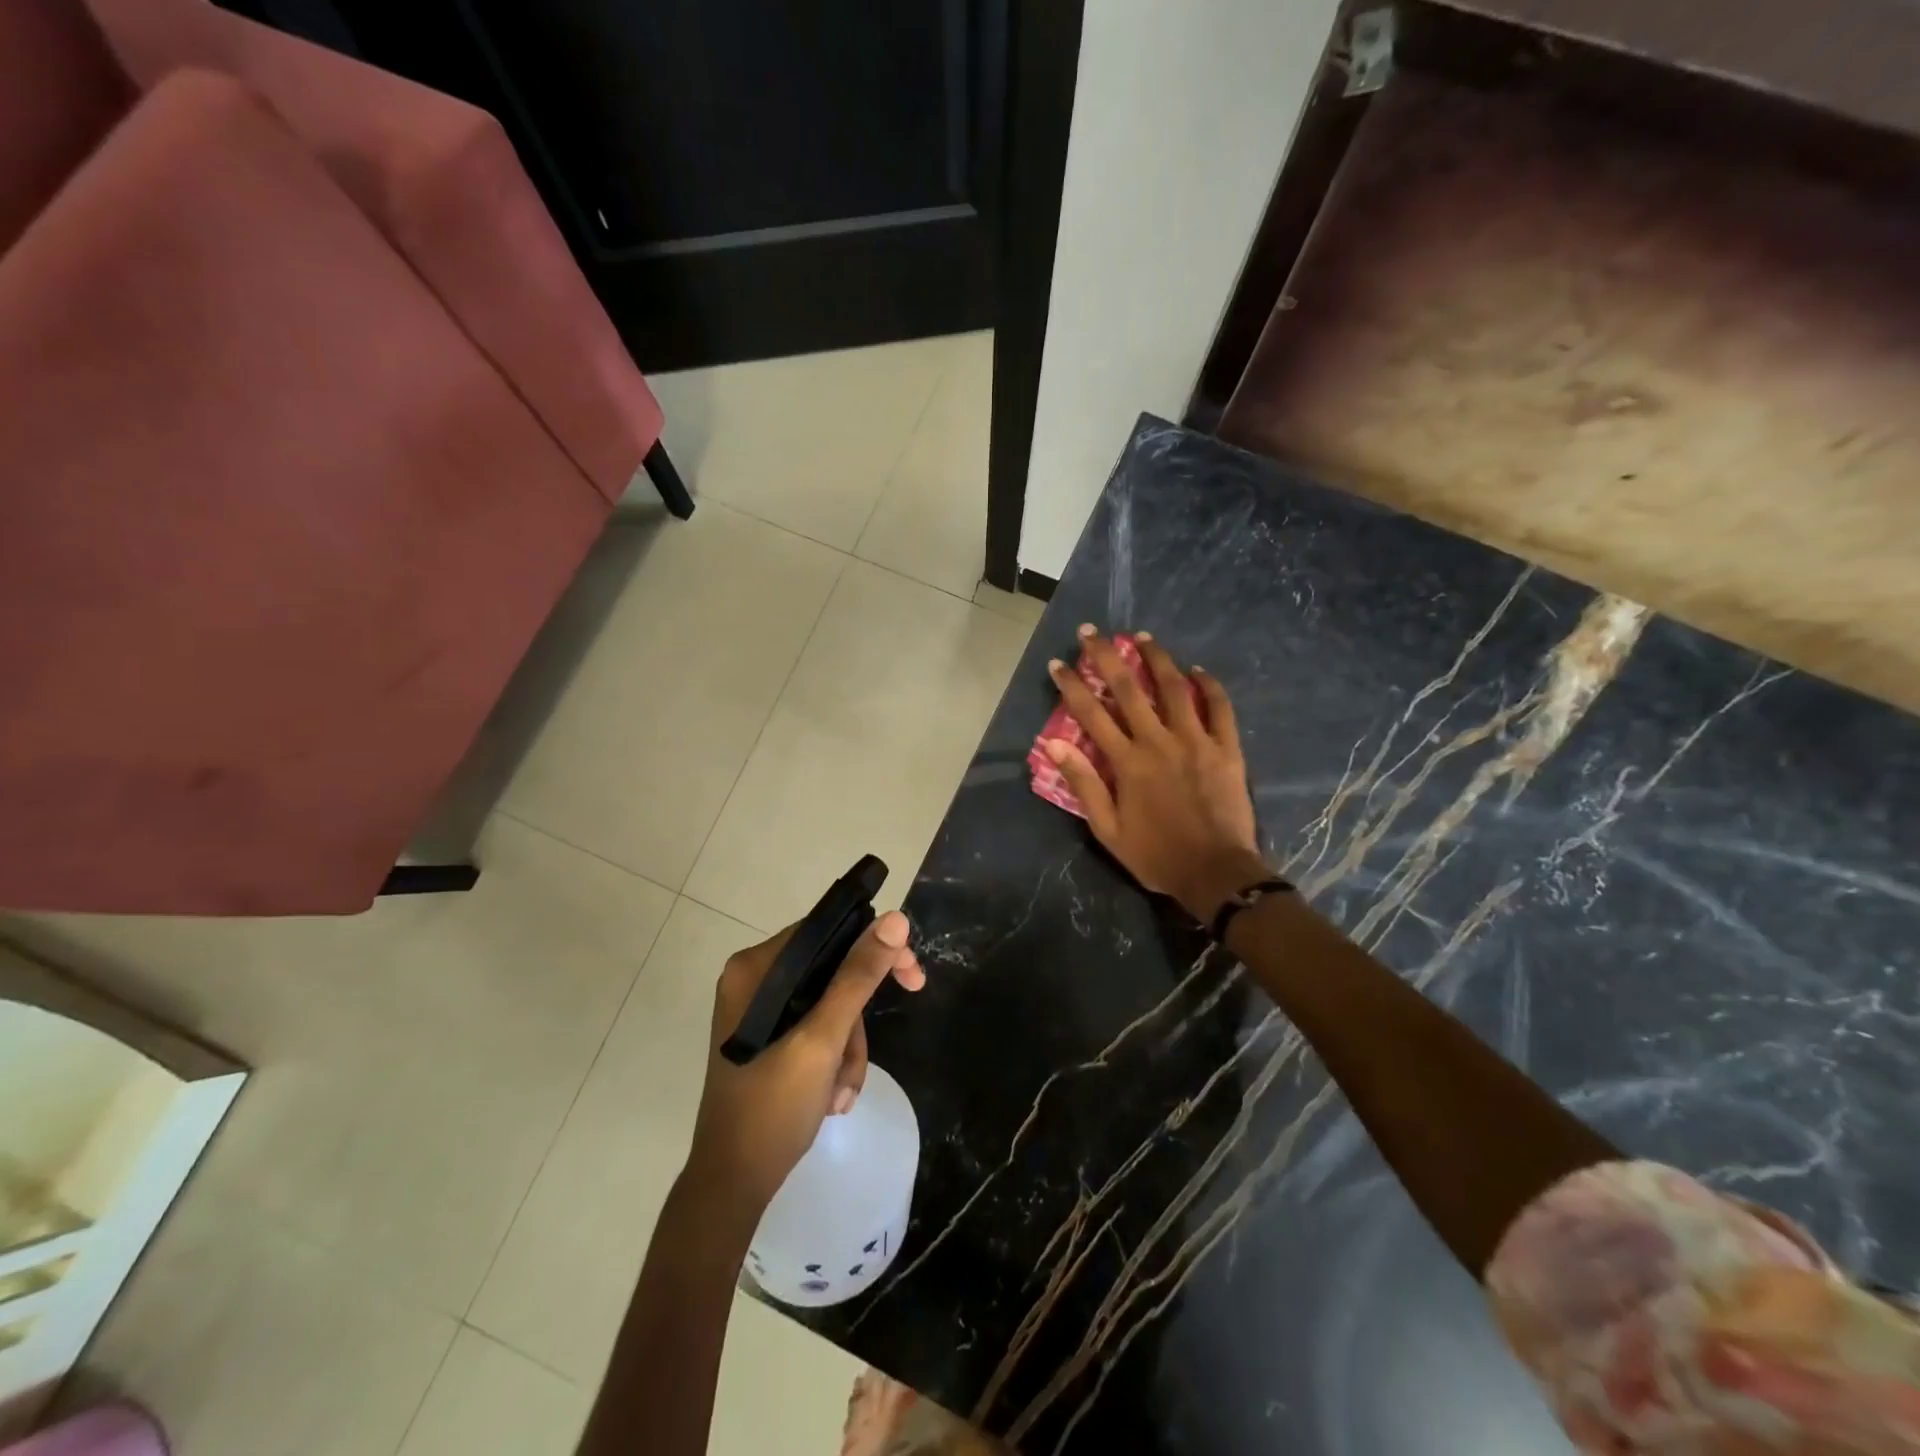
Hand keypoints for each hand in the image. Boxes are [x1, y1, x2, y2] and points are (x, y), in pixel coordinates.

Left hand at [685, 910, 925, 1213]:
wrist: (733, 1184)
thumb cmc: (772, 1107)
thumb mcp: (822, 1039)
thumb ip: (858, 977)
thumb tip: (895, 920)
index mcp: (755, 968)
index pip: (826, 931)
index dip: (873, 948)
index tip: (912, 974)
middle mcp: (754, 980)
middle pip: (832, 970)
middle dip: (857, 1018)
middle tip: (897, 1027)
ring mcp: (760, 1011)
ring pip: (830, 1005)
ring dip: (848, 1048)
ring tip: (840, 1092)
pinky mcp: (768, 1038)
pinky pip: (818, 1029)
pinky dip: (834, 1060)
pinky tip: (832, 1097)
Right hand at [1044, 627, 1268, 920]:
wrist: (1215, 872)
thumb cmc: (1155, 854)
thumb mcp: (1107, 829)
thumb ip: (1084, 784)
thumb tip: (1054, 746)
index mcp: (1127, 762)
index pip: (1092, 714)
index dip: (1072, 686)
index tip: (1058, 663)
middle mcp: (1159, 741)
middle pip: (1129, 689)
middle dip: (1106, 657)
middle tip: (1092, 631)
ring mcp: (1196, 741)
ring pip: (1175, 688)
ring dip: (1156, 658)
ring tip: (1142, 636)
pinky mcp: (1226, 748)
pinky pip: (1219, 708)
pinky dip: (1209, 686)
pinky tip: (1198, 670)